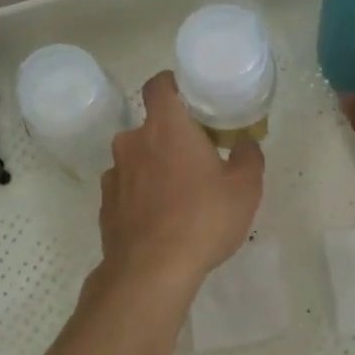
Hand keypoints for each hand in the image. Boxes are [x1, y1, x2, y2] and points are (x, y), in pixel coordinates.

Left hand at [98, 71, 264, 290]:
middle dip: (171, 138)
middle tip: (197, 158)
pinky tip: (160, 219)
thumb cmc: (203, 219)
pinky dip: (141, 195)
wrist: (151, 271)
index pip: (158, 85)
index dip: (172, 84)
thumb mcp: (245, 188)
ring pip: (137, 159)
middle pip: (151, 127)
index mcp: (166, 127)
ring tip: (179, 196)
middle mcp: (132, 142)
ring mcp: (114, 174)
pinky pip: (127, 189)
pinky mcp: (105, 205)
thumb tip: (246, 143)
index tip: (189, 96)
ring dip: (155, 168)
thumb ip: (249, 157)